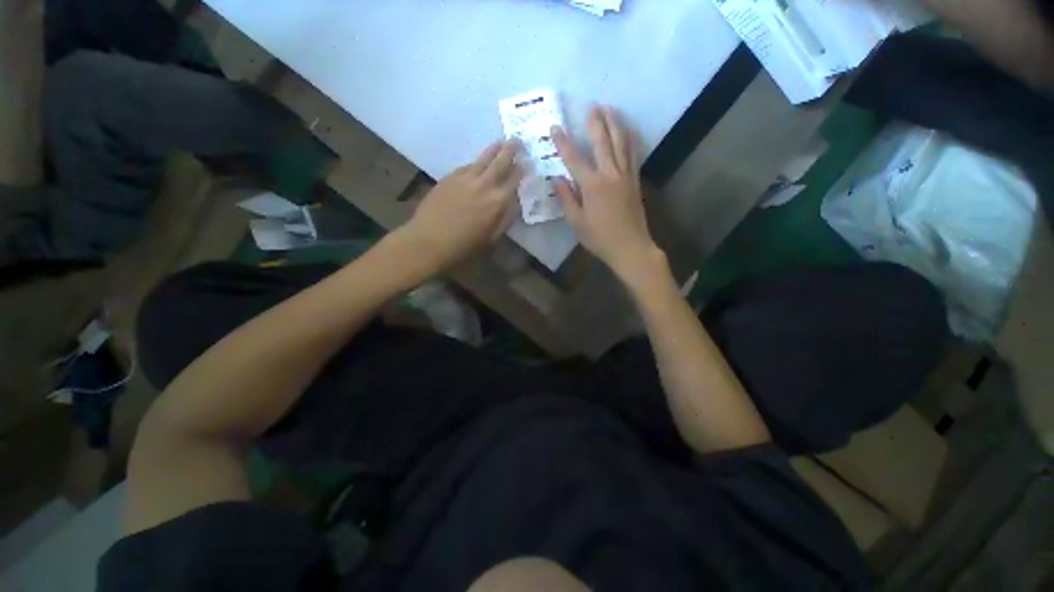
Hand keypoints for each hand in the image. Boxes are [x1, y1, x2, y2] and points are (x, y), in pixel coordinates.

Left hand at [401, 140, 522, 270]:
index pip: (515, 179)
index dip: (524, 169)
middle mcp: (484, 184)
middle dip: (512, 149)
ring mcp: (465, 178)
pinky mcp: (449, 177)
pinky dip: (476, 162)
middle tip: (518, 140)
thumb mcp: (492, 240)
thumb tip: (513, 203)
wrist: (429, 241)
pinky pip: (467, 165)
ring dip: (494, 148)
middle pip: (501, 161)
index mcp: (498, 202)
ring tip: (501, 142)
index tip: (529, 162)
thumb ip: (505, 219)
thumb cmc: (464, 247)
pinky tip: (477, 163)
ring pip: (483, 158)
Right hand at [552, 107, 660, 280]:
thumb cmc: (600, 238)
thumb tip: (556, 178)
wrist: (630, 247)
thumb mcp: (577, 222)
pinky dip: (629, 139)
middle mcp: (610, 174)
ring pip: (621, 142)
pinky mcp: (635, 180)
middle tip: (590, 105)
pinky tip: (627, 131)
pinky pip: (633, 154)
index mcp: (592, 186)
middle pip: (602, 142)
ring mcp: (626, 175)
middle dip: (595, 122)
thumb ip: (567, 198)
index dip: (563, 142)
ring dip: (615, 123)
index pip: (574, 158)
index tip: (554, 127)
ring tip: (610, 108)